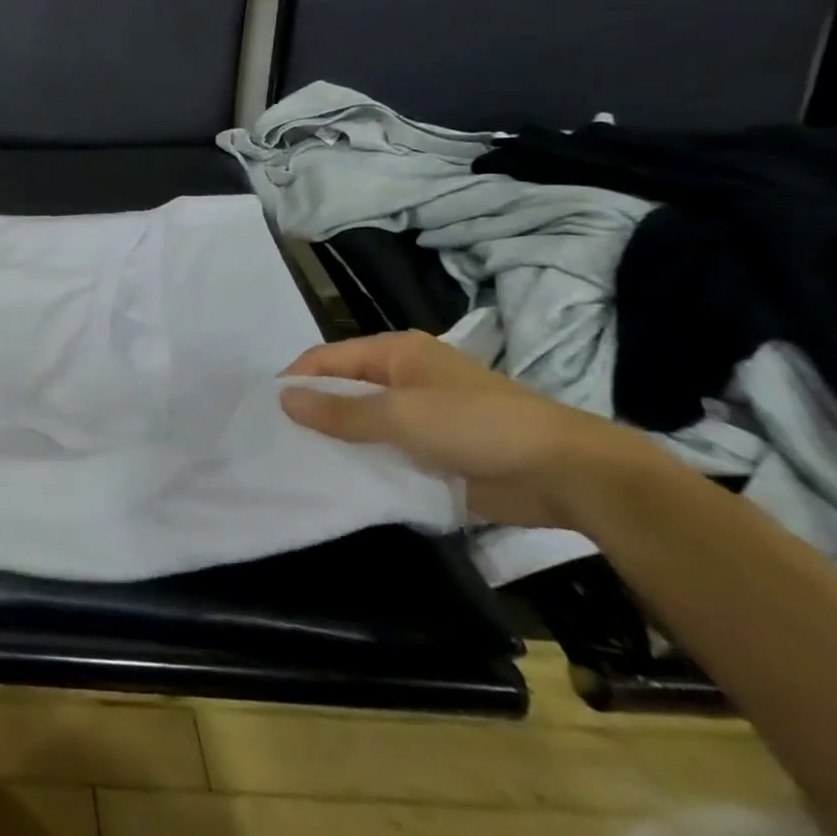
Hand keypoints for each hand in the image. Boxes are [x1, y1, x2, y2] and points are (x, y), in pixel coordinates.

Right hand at [279, 331, 649, 528]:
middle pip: (342, 391)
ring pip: (362, 425)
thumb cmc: (479, 427)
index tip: (266, 412)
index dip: (296, 381)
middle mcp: (404, 378)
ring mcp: (421, 416)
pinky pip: (386, 453)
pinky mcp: (435, 452)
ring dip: (339, 443)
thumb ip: (340, 412)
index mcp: (396, 353)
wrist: (570, 475)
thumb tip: (282, 399)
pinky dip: (364, 464)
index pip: (327, 359)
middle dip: (314, 414)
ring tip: (302, 465)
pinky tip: (341, 482)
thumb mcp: (401, 416)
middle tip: (279, 442)